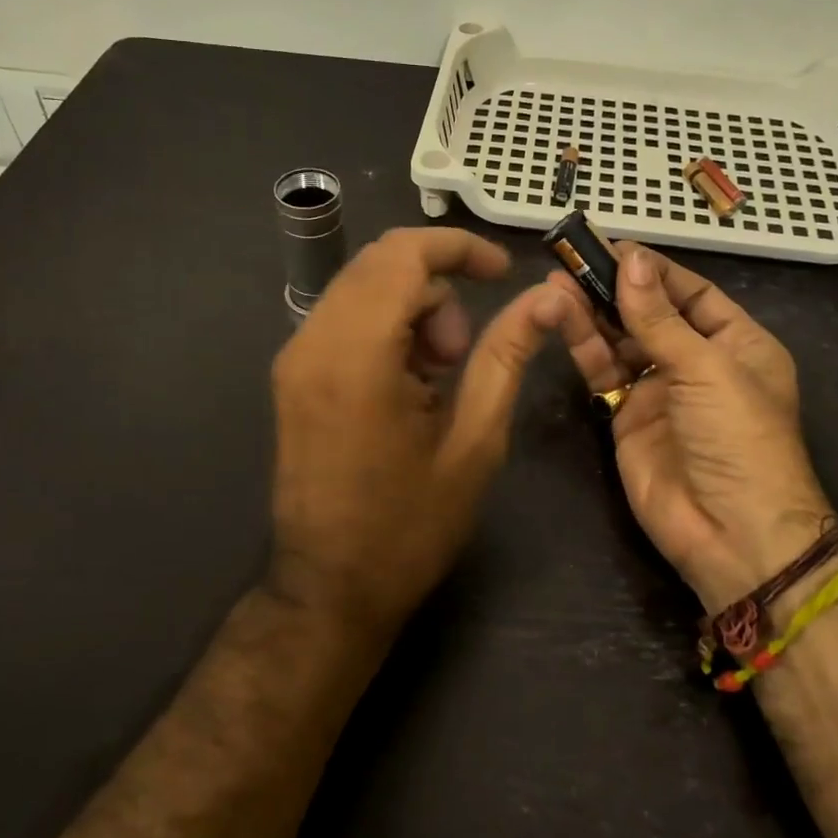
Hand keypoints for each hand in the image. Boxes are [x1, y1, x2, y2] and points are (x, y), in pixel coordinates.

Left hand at [271, 228, 566, 633]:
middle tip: (463, 353)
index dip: (461, 248)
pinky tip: (407, 384)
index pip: (404, 254)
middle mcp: (313, 342)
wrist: (330, 588)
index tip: (504, 273)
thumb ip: (506, 356)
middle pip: (381, 263)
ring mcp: (294, 358)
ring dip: (412, 308)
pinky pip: (345, 317)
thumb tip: (546, 296)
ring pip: (363, 287)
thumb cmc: (409, 526)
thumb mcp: (475, 441)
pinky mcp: (291, 375)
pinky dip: (386, 327)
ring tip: (438, 378)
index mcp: (357, 355)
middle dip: (437, 286)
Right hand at [551, 243, 834, 612]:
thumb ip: (659, 318)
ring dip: (593, 312)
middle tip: (573, 258)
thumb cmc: (737, 438)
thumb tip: (632, 259)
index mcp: (737, 345)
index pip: (692, 293)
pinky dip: (584, 346)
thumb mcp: (706, 369)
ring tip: (557, 282)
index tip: (613, 247)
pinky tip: (561, 317)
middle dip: (616, 288)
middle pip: (651, 314)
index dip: (654, 270)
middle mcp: (697, 362)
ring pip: (621, 340)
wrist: (729, 533)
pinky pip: (604, 372)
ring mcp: (659, 390)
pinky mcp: (626, 415)